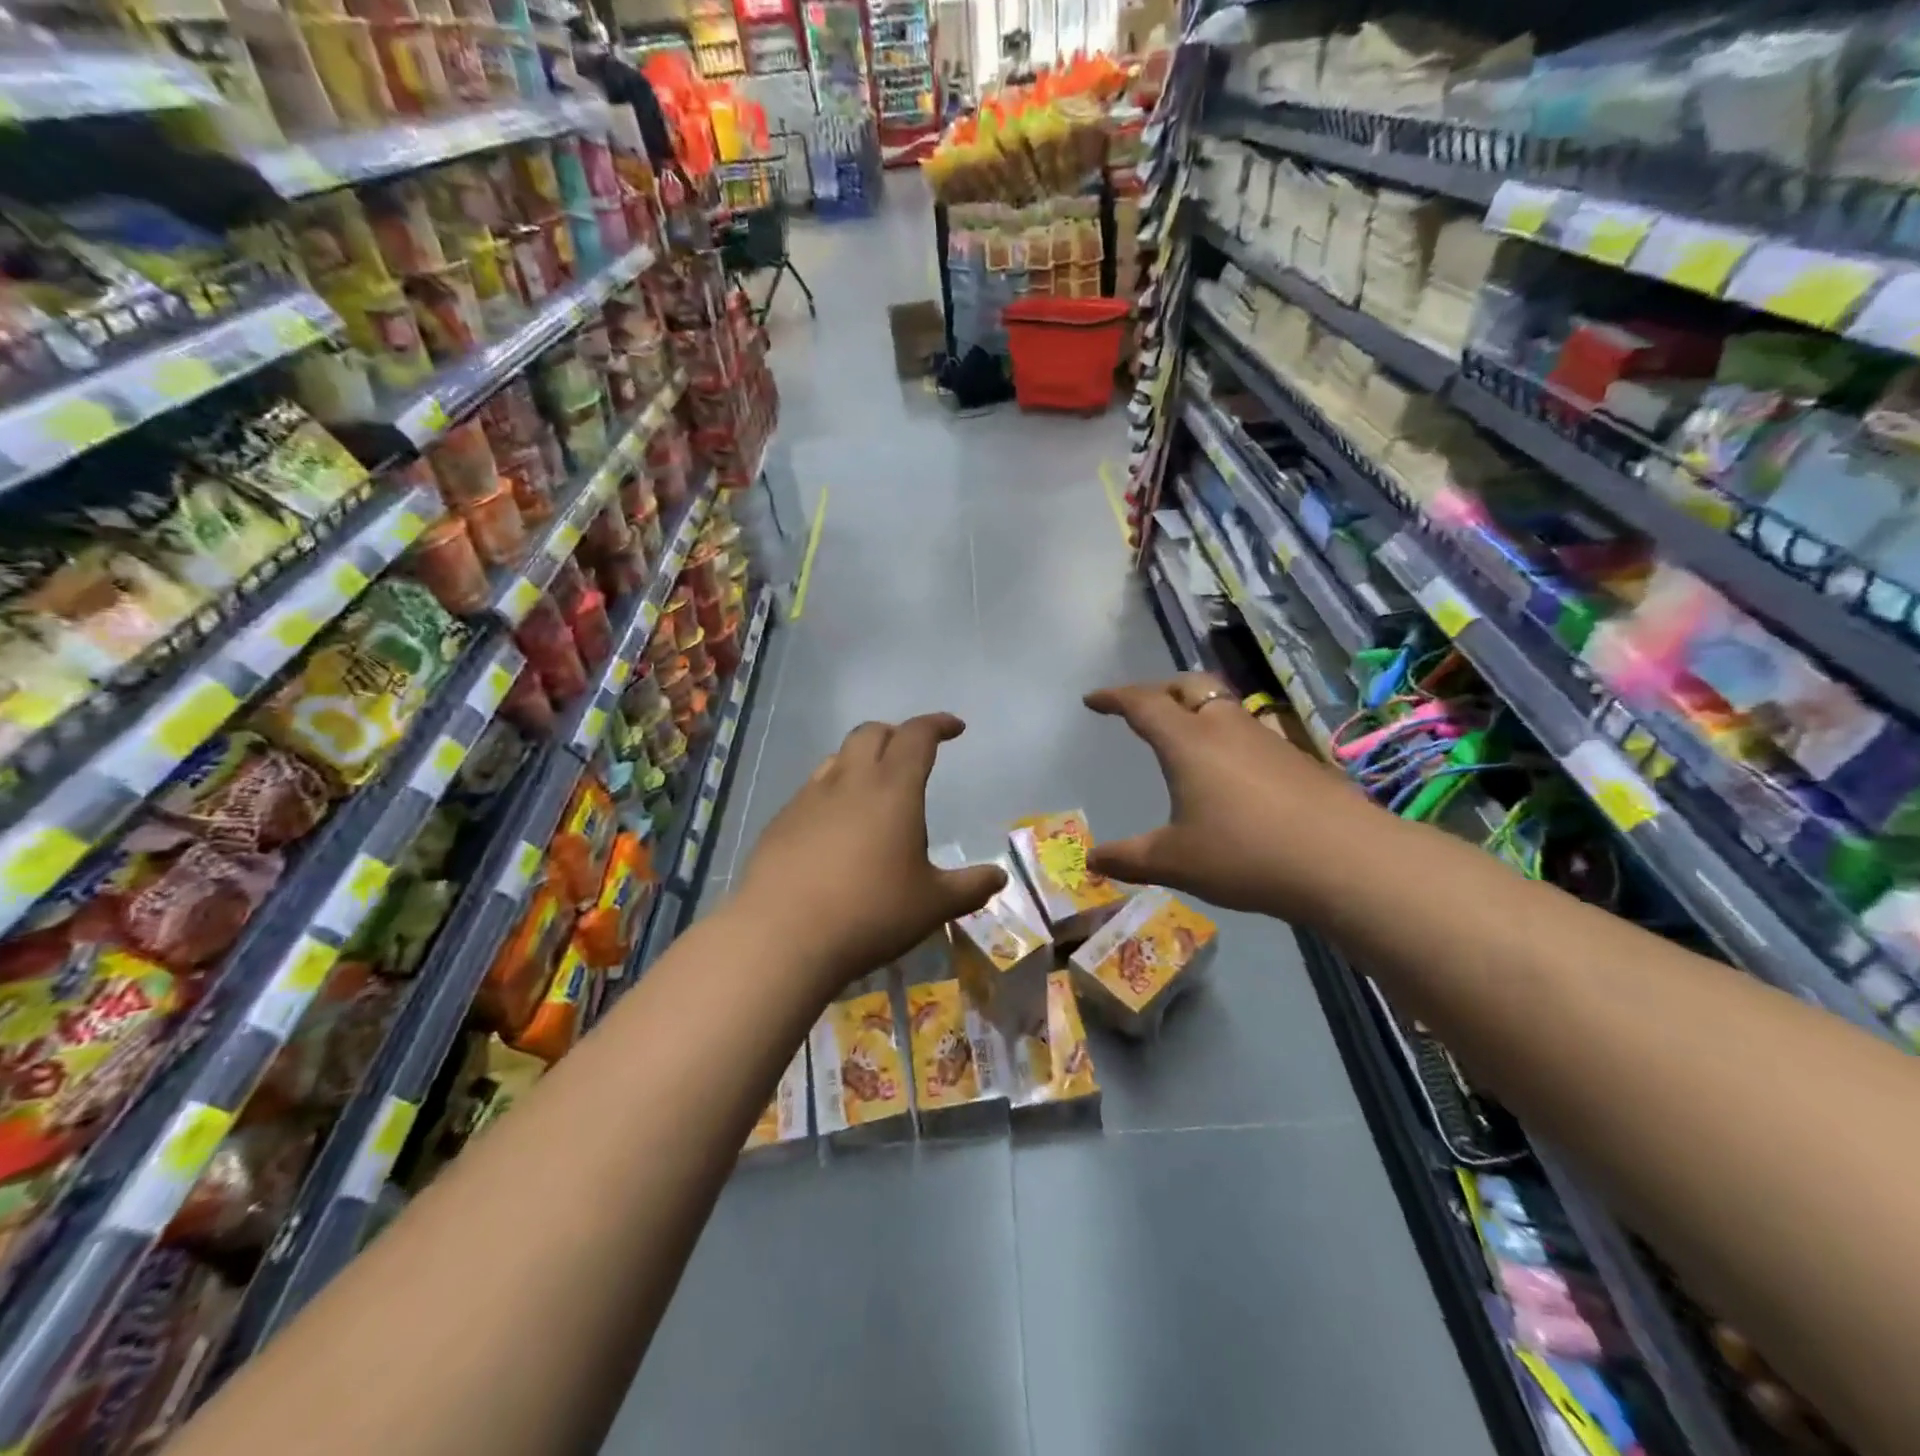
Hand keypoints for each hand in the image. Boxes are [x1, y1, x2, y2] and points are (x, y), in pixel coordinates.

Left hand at [731, 714, 1005, 992]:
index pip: (917, 735)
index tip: (955, 727)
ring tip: (873, 787)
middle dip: (896, 734)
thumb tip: (999, 877)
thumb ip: (969, 887)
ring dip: (861, 760)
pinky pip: (812, 790)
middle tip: (913, 754)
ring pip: (838, 758)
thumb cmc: (870, 913)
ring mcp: (808, 798)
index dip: (937, 724)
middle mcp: (849, 781)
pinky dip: (833, 792)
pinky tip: (835, 828)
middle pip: (871, 733)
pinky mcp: (780, 822)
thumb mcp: (932, 905)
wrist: (782, 936)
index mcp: (893, 788)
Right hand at [1083, 674, 1367, 916]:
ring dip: (1197, 709)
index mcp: (1188, 742)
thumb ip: (1129, 858)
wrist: (1345, 861)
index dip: (1114, 698)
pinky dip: (1226, 737)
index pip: (1143, 704)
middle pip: (1189, 687)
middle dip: (1159, 689)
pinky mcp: (1298, 760)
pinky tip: (1231, 772)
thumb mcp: (1175, 862)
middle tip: (1141, 707)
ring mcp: (1268, 740)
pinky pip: (1250, 733)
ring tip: (1184, 734)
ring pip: (1224, 706)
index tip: (1092, 701)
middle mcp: (1226, 729)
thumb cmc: (1245, 854)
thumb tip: (1092, 859)